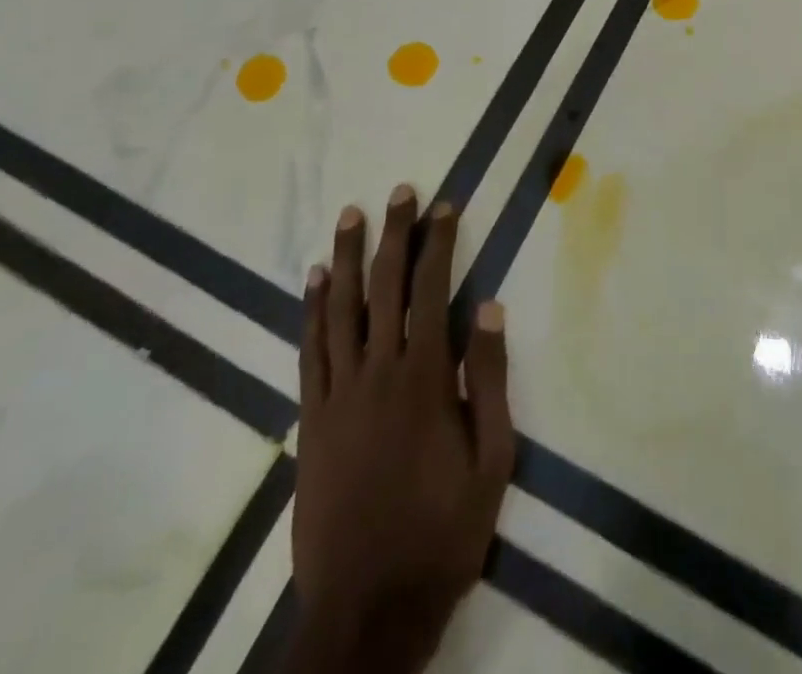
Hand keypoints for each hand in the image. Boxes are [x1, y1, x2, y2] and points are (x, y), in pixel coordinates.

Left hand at [291, 185, 514, 673]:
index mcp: (423, 379)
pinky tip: (315, 280)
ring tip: (352, 215)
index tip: (443, 206)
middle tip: (400, 192)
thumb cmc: (441, 532)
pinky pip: (309, 351)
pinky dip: (311, 310)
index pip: (431, 291)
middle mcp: (376, 373)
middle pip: (383, 288)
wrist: (367, 609)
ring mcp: (337, 395)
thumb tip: (488, 306)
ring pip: (339, 310)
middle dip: (394, 235)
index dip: (437, 245)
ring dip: (347, 258)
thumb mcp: (491, 461)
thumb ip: (488, 379)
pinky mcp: (311, 420)